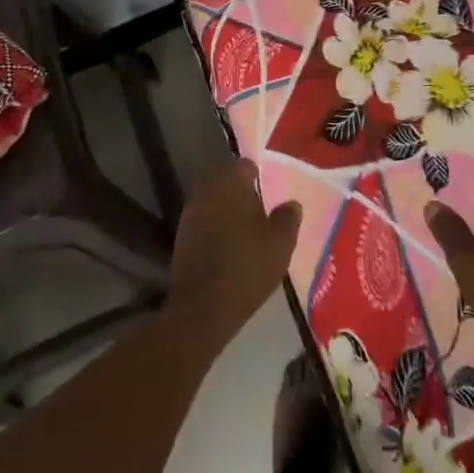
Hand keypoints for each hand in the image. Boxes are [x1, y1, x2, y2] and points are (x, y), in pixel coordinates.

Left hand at [167, 159, 300, 348]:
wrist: (203, 307)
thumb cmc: (247, 266)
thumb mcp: (281, 242)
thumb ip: (288, 217)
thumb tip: (292, 203)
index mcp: (230, 183)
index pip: (244, 165)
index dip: (259, 175)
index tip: (270, 190)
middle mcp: (206, 191)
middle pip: (225, 182)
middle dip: (241, 192)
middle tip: (262, 209)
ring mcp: (190, 215)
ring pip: (213, 202)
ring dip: (228, 211)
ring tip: (248, 230)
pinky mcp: (182, 238)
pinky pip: (204, 222)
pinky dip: (216, 228)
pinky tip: (230, 246)